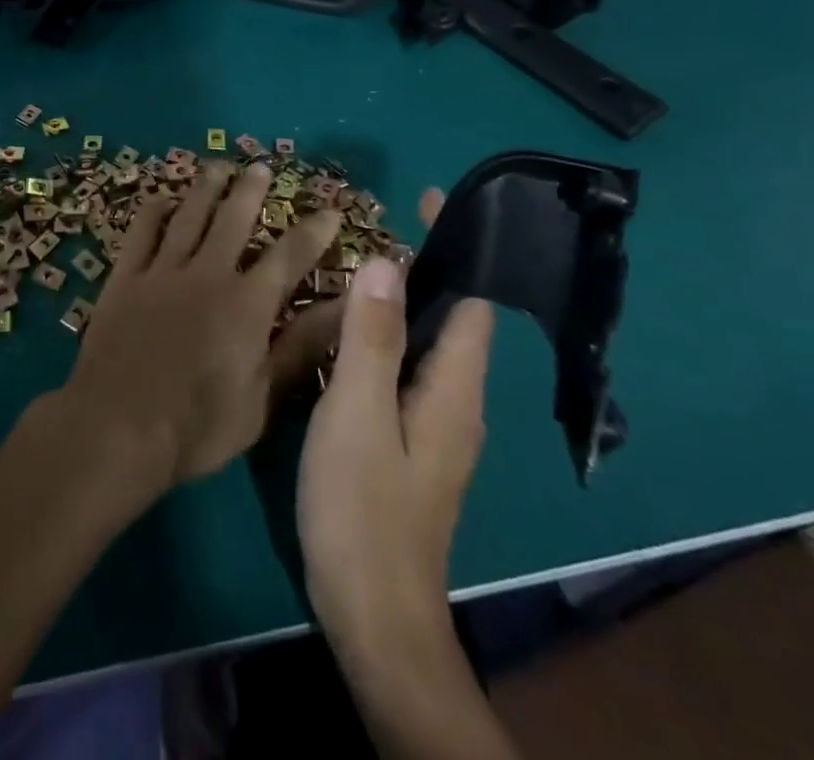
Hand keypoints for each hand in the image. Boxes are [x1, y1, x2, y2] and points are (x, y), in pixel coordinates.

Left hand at [48, 160, 347, 503]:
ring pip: (188, 216)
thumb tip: (345, 308)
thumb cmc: (198, 425)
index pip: (288, 256)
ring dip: (205, 188)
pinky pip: (140, 233)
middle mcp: (207, 274)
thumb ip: (301, 348)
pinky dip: (152, 212)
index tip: (329, 209)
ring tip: (218, 165)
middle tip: (260, 166)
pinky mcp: (124, 278)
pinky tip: (159, 198)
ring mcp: (161, 271)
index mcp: (246, 304)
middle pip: (233, 220)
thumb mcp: (263, 398)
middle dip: (250, 190)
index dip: (312, 232)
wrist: (117, 426)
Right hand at [298, 189, 495, 647]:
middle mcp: (455, 402)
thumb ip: (372, 339)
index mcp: (454, 390)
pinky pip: (401, 368)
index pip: (471, 302)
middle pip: (451, 318)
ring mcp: (432, 425)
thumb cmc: (362, 508)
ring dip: (399, 298)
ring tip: (356, 262)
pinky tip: (343, 329)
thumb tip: (387, 262)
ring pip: (424, 343)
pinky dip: (381, 334)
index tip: (427, 200)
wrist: (372, 613)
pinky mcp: (408, 442)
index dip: (456, 248)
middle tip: (374, 223)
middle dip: (424, 265)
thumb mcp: (357, 414)